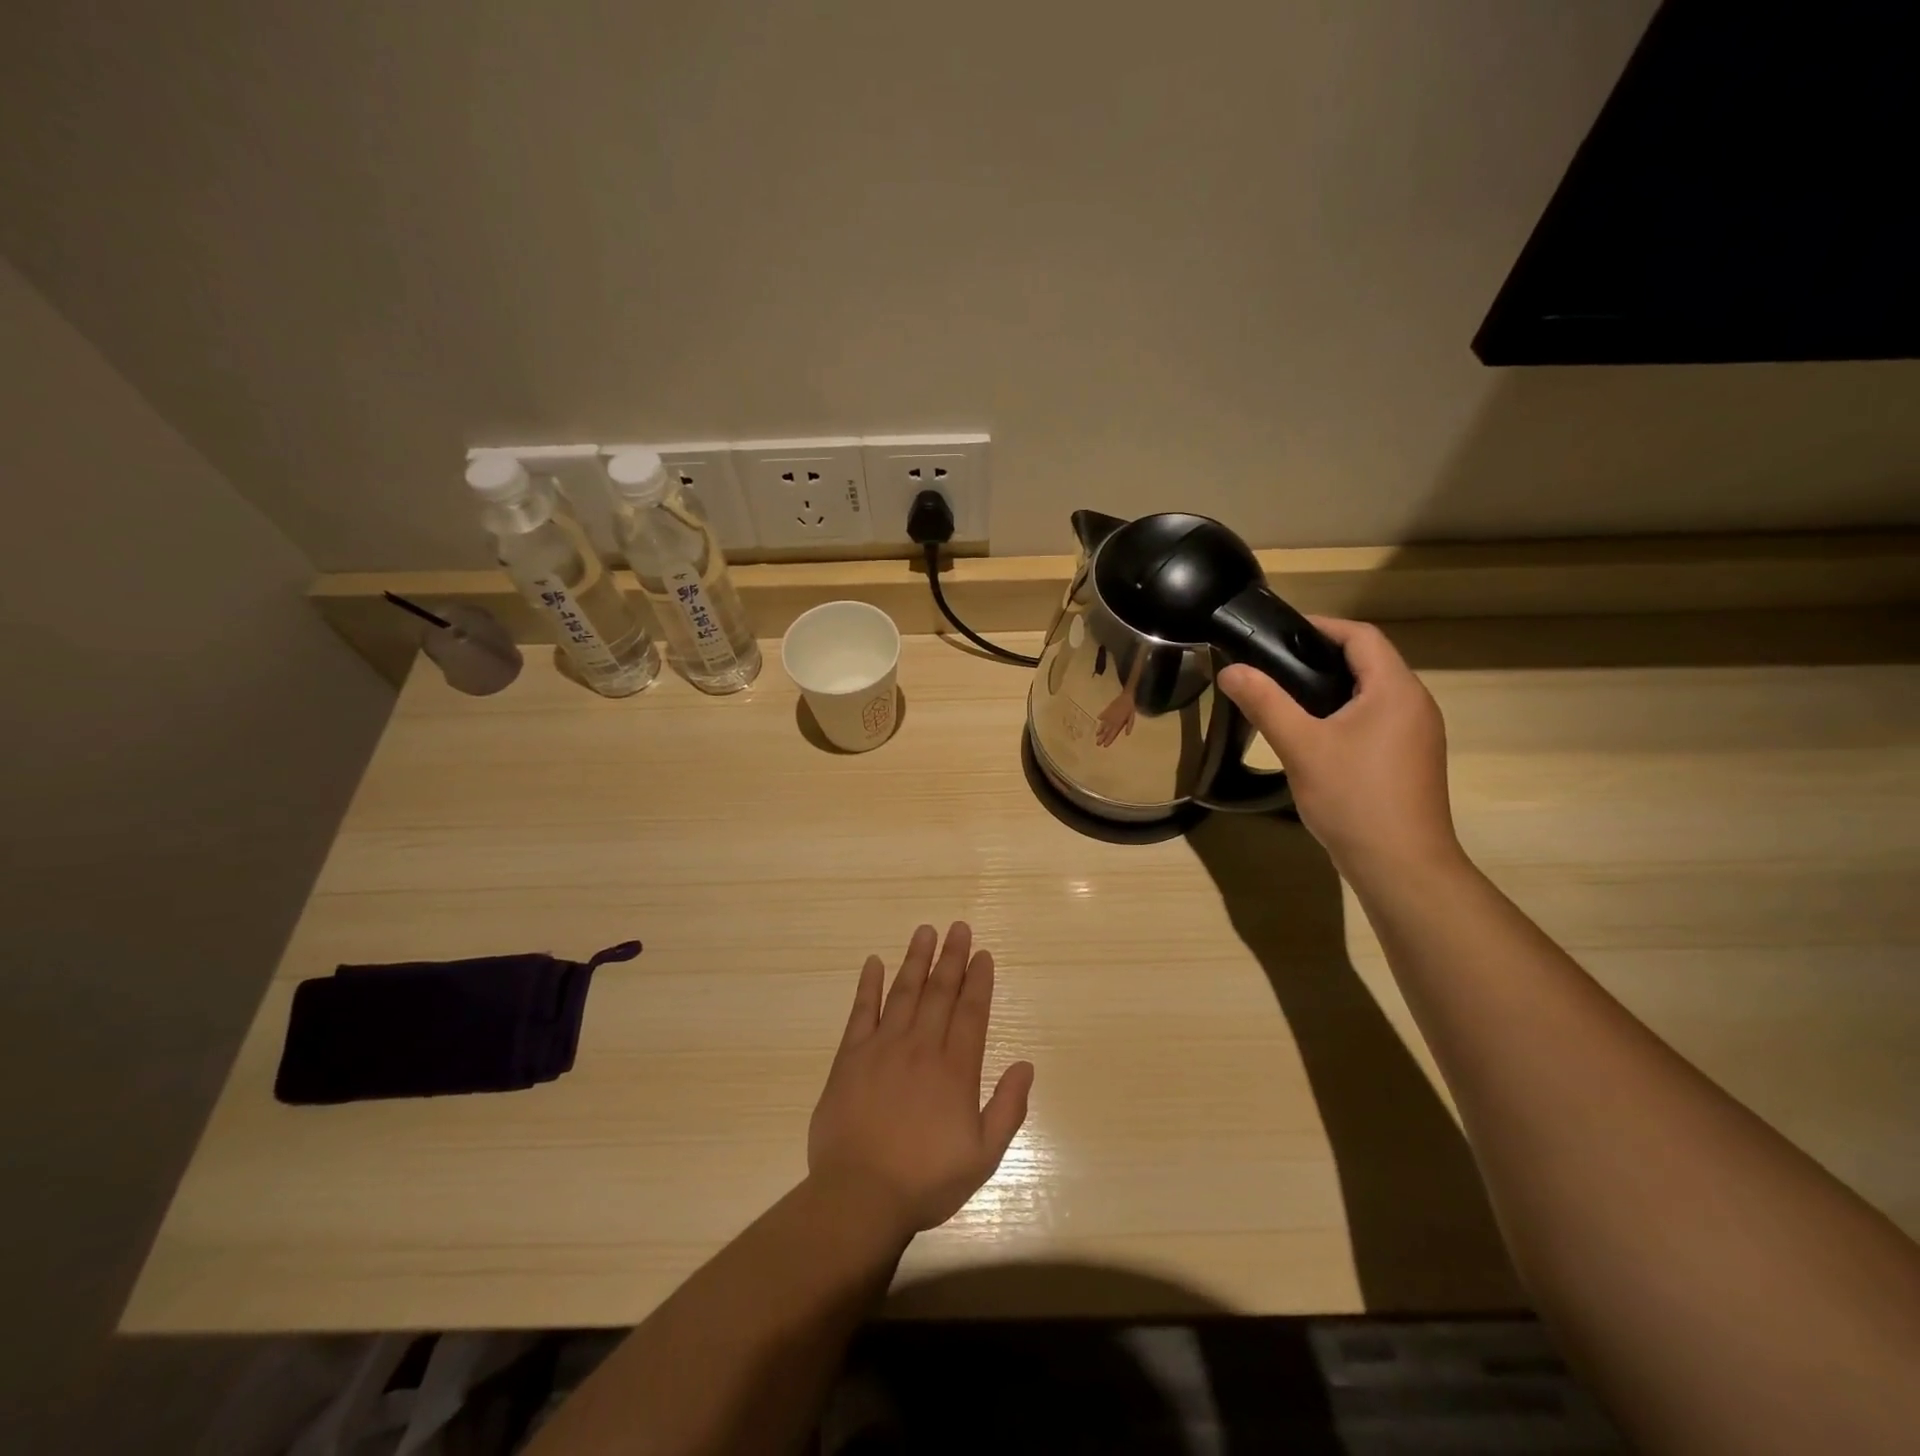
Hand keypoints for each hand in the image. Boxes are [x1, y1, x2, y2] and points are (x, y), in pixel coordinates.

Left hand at [807, 923, 1034, 1239]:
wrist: (859, 1196)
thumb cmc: (926, 1180)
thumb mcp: (983, 1156)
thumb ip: (1008, 1108)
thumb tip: (1026, 1065)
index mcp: (955, 1069)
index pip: (971, 1012)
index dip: (978, 980)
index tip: (983, 954)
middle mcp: (921, 1047)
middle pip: (940, 992)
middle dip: (952, 957)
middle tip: (958, 927)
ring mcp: (883, 1047)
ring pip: (904, 992)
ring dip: (916, 959)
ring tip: (925, 931)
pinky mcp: (850, 1057)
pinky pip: (861, 1012)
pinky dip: (868, 985)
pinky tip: (874, 963)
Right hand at [1095, 690, 1136, 745]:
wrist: (1126, 696)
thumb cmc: (1130, 707)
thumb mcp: (1131, 717)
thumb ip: (1129, 725)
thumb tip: (1127, 734)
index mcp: (1119, 723)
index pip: (1113, 733)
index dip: (1109, 739)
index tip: (1105, 745)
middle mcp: (1112, 720)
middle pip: (1106, 731)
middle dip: (1102, 737)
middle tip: (1097, 744)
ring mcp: (1108, 715)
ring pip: (1103, 724)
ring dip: (1100, 730)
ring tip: (1096, 735)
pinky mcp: (1106, 710)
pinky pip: (1102, 715)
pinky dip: (1101, 717)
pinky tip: (1098, 719)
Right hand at [1218, 617, 1459, 875]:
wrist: (1402, 866)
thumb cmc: (1354, 798)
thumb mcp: (1301, 746)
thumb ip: (1265, 703)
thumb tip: (1230, 670)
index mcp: (1395, 690)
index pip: (1362, 637)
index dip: (1322, 626)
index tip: (1279, 631)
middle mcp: (1415, 705)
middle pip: (1370, 662)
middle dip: (1323, 656)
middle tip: (1274, 664)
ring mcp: (1417, 735)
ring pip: (1373, 694)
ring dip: (1334, 687)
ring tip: (1287, 696)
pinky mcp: (1411, 761)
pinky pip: (1377, 720)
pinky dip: (1346, 714)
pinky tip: (1315, 736)